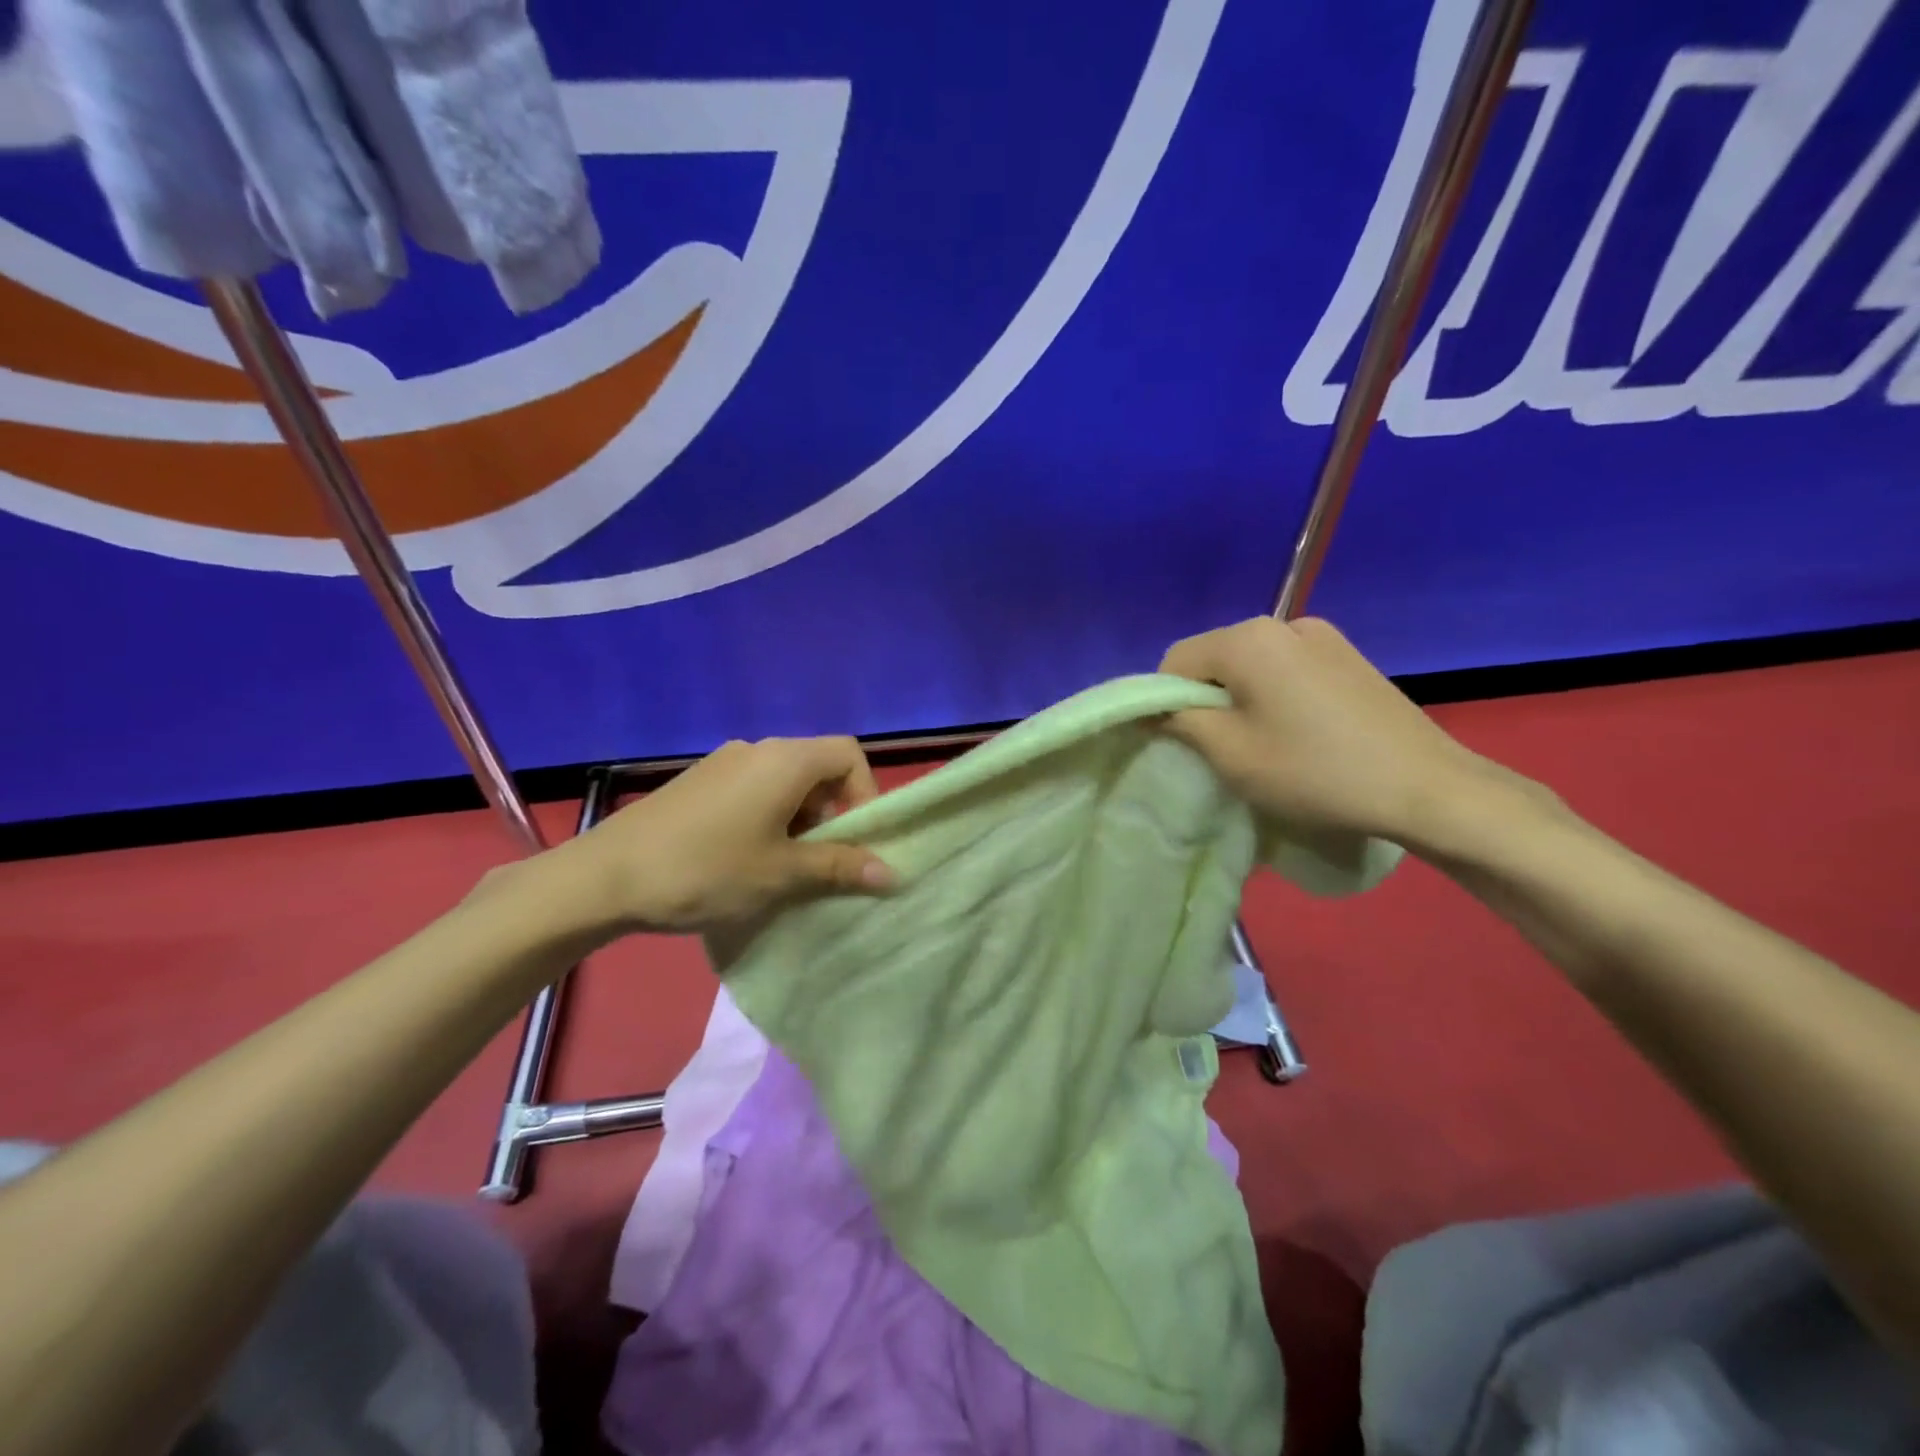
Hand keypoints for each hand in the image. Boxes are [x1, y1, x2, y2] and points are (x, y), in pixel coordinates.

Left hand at [553, 736, 895, 935]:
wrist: (604, 878)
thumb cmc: (707, 871)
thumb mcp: (781, 874)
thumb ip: (839, 867)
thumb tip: (890, 872)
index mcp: (785, 760)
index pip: (849, 755)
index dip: (867, 793)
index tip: (857, 840)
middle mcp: (757, 749)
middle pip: (818, 768)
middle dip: (833, 813)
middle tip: (823, 862)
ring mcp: (723, 763)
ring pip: (785, 782)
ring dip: (800, 820)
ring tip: (785, 867)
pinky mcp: (698, 782)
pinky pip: (753, 790)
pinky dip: (769, 817)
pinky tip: (746, 859)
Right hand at [1159, 617, 1525, 845]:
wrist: (1427, 788)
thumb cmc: (1314, 771)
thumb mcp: (1230, 753)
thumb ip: (1180, 720)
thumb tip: (1155, 708)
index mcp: (1248, 638)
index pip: (1176, 660)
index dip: (1165, 701)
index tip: (1182, 743)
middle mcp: (1284, 623)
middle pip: (1215, 658)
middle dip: (1205, 698)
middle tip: (1221, 748)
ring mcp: (1323, 637)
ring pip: (1252, 665)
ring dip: (1241, 698)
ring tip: (1263, 742)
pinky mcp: (1349, 657)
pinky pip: (1287, 668)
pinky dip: (1275, 695)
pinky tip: (1298, 732)